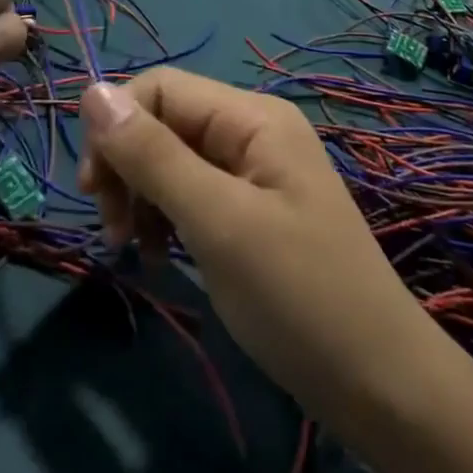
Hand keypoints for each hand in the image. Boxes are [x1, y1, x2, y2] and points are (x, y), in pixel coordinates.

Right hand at [77, 69, 432, 433]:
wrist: (381, 385)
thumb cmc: (299, 295)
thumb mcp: (218, 222)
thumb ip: (153, 155)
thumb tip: (91, 90)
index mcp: (252, 117)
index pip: (161, 88)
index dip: (117, 126)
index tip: (93, 191)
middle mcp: (253, 131)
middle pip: (165, 122)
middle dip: (128, 167)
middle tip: (112, 230)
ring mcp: (255, 173)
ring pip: (173, 160)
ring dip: (142, 197)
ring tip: (135, 251)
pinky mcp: (253, 212)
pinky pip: (193, 195)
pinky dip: (167, 220)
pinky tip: (164, 258)